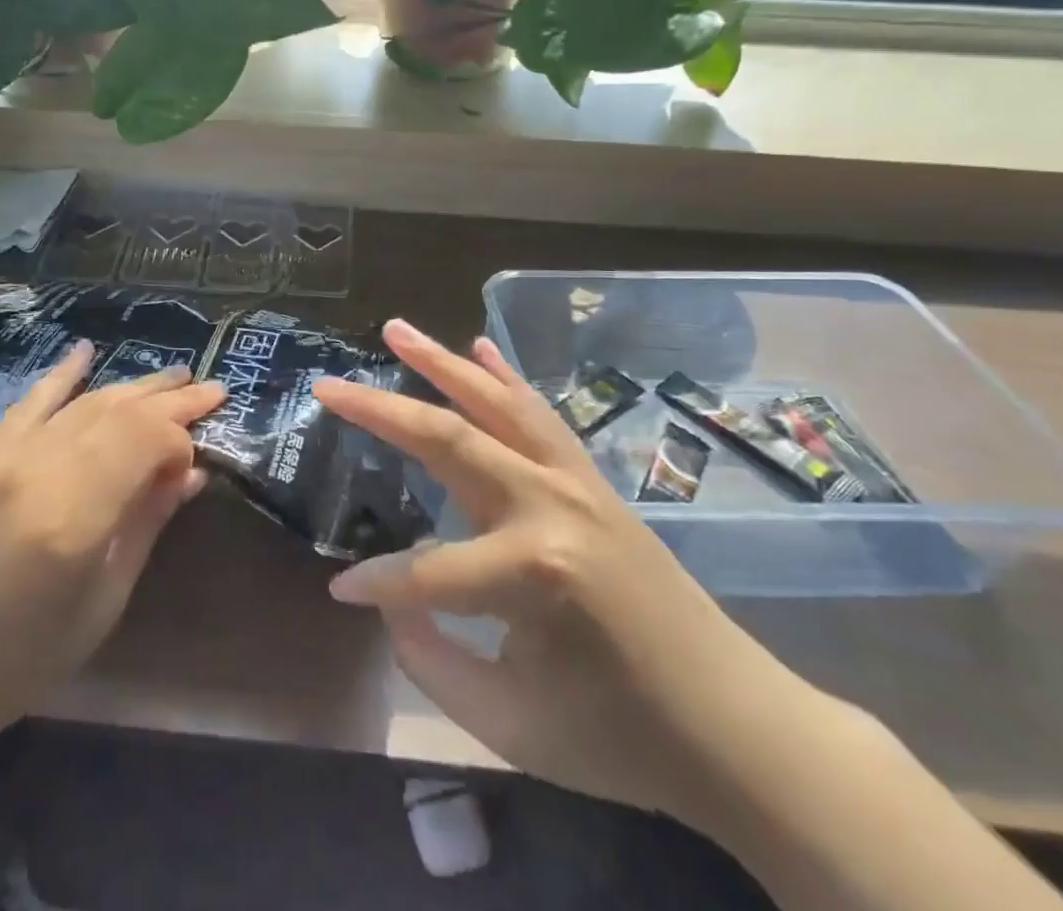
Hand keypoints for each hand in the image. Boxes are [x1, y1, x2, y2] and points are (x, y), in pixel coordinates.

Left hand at [0, 343, 223, 761]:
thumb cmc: (21, 657)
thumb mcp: (102, 603)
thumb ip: (146, 526)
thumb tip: (190, 474)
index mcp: (75, 516)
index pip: (147, 441)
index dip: (181, 442)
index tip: (196, 462)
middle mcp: (42, 468)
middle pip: (122, 413)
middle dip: (172, 400)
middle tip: (213, 391)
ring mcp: (8, 454)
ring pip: (86, 402)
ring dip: (134, 387)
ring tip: (175, 378)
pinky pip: (31, 400)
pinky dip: (63, 373)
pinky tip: (87, 350)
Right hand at [315, 321, 831, 831]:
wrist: (735, 723)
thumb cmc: (619, 733)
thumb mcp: (511, 724)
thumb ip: (431, 660)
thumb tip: (390, 602)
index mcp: (528, 572)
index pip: (423, 571)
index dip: (376, 583)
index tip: (341, 588)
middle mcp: (547, 505)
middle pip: (446, 440)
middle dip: (378, 412)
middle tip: (326, 386)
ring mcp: (574, 481)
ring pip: (493, 403)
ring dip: (439, 362)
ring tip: (394, 329)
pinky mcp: (592, 478)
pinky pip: (538, 413)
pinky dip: (504, 375)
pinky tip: (478, 345)